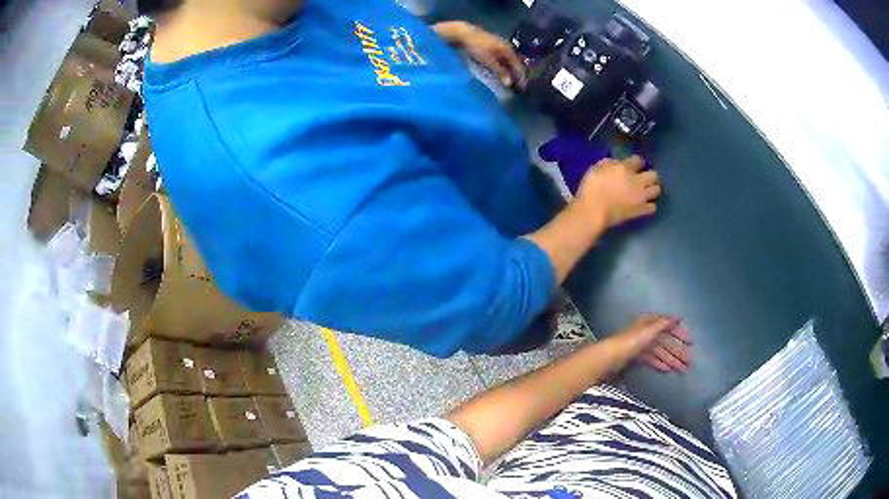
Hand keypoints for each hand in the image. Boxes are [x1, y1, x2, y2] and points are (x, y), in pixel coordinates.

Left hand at [435, 21, 525, 87]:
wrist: (464, 34)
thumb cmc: (477, 47)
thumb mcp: (489, 61)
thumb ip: (500, 72)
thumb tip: (509, 83)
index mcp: (508, 49)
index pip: (518, 64)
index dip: (520, 75)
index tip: (521, 86)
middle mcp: (506, 46)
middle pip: (513, 61)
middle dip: (514, 72)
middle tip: (515, 83)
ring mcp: (498, 44)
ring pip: (506, 59)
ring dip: (508, 69)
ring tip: (507, 78)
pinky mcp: (491, 44)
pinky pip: (500, 56)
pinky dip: (501, 64)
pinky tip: (498, 69)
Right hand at [575, 155, 660, 229]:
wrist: (593, 213)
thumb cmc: (591, 189)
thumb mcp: (595, 169)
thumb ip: (609, 164)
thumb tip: (617, 163)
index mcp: (625, 168)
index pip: (639, 160)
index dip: (637, 161)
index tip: (634, 164)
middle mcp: (637, 180)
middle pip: (654, 174)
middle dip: (650, 175)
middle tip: (643, 178)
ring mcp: (641, 196)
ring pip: (657, 190)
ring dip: (652, 189)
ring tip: (646, 191)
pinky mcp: (641, 210)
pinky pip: (653, 207)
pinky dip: (650, 205)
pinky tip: (644, 205)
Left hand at [615, 315, 690, 372]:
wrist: (611, 357)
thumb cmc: (632, 341)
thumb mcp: (650, 330)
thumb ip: (664, 323)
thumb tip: (677, 317)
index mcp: (649, 322)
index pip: (668, 326)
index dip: (680, 333)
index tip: (691, 342)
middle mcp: (646, 331)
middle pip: (665, 342)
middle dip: (678, 352)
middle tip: (689, 363)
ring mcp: (640, 345)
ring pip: (660, 352)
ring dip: (671, 360)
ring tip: (681, 370)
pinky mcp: (635, 356)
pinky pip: (651, 359)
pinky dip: (659, 364)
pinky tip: (667, 370)